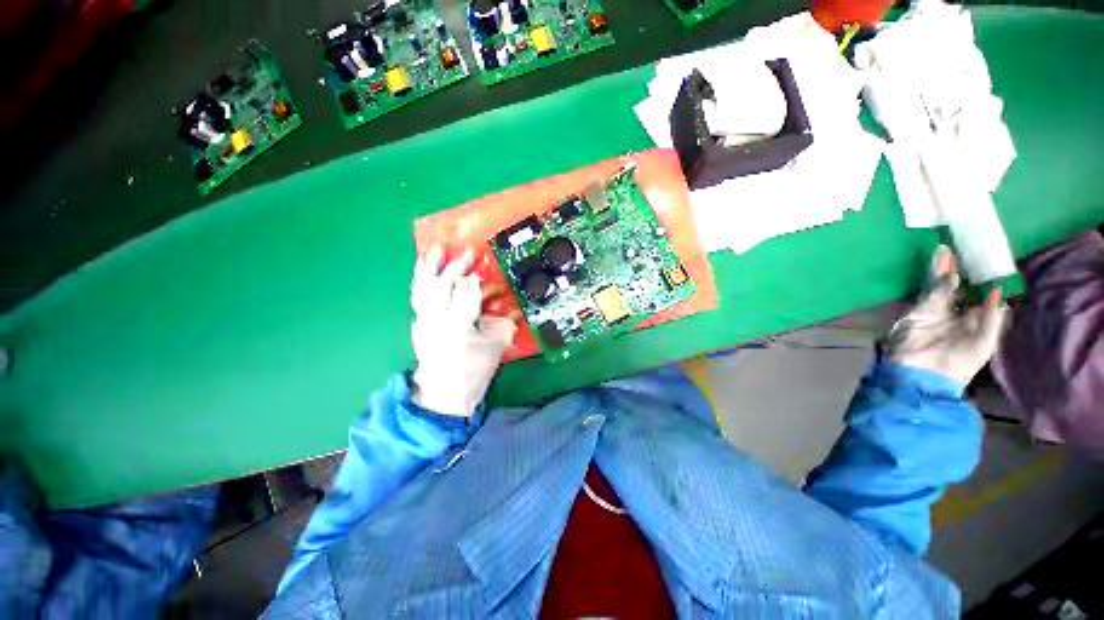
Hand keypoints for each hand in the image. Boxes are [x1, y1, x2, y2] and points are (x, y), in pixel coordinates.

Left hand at [409, 246, 516, 416]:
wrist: (444, 395)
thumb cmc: (474, 372)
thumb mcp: (496, 347)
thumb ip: (503, 322)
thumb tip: (511, 305)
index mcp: (459, 327)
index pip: (467, 295)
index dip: (475, 281)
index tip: (483, 268)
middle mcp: (437, 320)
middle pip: (445, 285)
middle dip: (457, 266)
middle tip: (469, 251)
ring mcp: (424, 320)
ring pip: (425, 287)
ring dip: (431, 266)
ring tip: (437, 248)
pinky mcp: (419, 322)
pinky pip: (418, 296)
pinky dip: (421, 279)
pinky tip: (424, 266)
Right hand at [885, 245, 1008, 385]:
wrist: (923, 375)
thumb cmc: (960, 363)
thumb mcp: (984, 343)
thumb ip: (992, 318)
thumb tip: (998, 291)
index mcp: (974, 320)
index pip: (979, 296)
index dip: (983, 280)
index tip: (989, 262)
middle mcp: (955, 312)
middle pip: (959, 287)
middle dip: (961, 270)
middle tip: (963, 250)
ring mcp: (935, 311)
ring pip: (941, 286)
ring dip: (944, 270)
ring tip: (946, 252)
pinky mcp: (919, 312)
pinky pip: (932, 295)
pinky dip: (940, 285)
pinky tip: (948, 274)